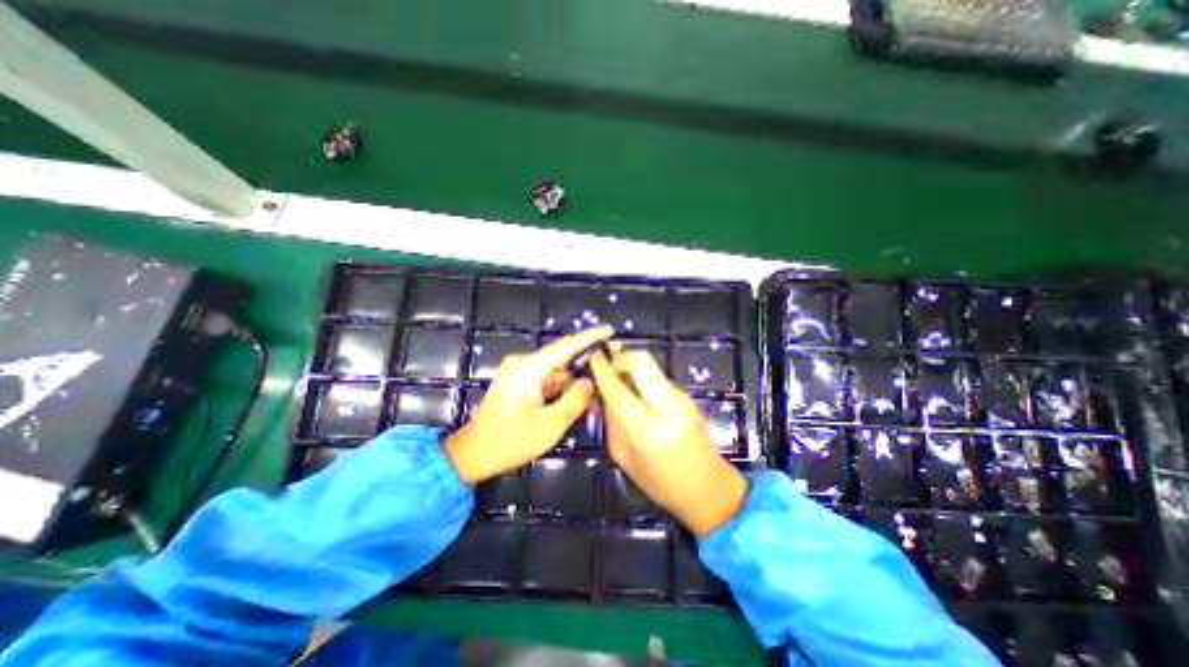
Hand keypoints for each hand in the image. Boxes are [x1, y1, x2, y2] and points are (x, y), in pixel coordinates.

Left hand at [447, 326, 612, 481]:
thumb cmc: (511, 441)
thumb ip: (575, 400)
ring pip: (558, 371)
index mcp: (528, 368)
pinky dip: (565, 387)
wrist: (475, 454)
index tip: (610, 331)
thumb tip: (590, 381)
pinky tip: (584, 395)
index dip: (590, 337)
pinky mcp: (521, 383)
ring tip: (604, 384)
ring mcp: (522, 373)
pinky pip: (550, 380)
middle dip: (588, 360)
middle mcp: (524, 364)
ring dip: (578, 378)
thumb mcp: (550, 424)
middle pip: (563, 357)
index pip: (565, 346)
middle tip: (614, 359)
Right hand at [589, 350, 744, 536]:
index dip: (602, 369)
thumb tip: (603, 391)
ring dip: (631, 369)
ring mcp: (681, 399)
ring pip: (651, 366)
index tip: (593, 358)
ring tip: (620, 382)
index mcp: (645, 428)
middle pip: (640, 361)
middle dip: (620, 359)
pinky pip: (658, 377)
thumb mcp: (622, 455)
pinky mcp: (688, 396)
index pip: (617, 388)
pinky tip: (637, 393)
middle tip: (608, 368)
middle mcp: (666, 407)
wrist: (707, 488)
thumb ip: (611, 419)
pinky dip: (643, 378)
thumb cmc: (659, 481)